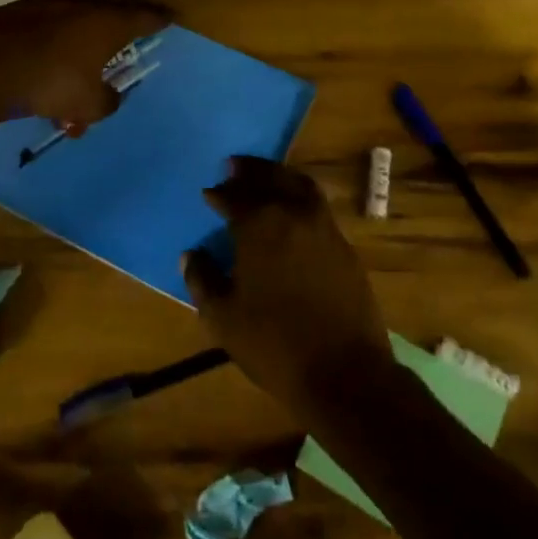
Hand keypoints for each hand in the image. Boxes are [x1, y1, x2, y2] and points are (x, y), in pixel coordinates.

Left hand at [0, 0, 173, 134]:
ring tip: (101, 7)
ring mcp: (50, 1)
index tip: (172, 16)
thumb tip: (109, 97)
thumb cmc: (48, 83)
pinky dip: (64, 18)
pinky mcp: (21, 7)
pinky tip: (59, 30)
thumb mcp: (87, 105)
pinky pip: (54, 9)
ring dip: (96, 1)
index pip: (144, 16)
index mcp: (108, 22)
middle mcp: (83, 4)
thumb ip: (106, 101)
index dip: (160, 17)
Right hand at [183, 157, 393, 421]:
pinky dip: (301, 197)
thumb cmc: (274, 345)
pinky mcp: (345, 246)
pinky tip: (293, 213)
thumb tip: (192, 255)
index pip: (235, 196)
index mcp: (260, 226)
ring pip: (301, 186)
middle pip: (271, 179)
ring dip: (280, 177)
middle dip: (250, 171)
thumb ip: (202, 280)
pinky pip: (318, 208)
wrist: (344, 372)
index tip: (209, 193)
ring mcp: (325, 228)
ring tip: (266, 178)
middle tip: (234, 166)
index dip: (219, 194)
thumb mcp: (223, 317)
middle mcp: (294, 215)